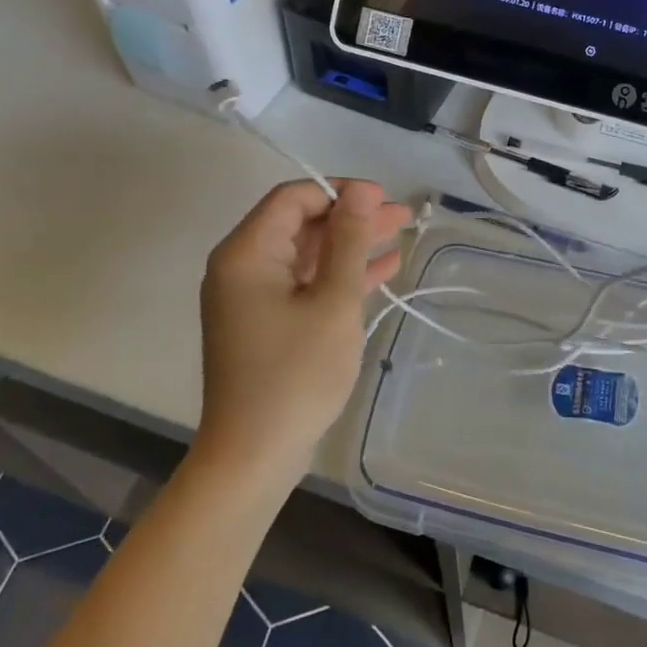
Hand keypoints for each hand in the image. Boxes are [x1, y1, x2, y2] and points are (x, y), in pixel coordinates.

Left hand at [195, 180, 410, 479]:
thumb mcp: (333, 301)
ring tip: (401, 235)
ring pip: (307, 254)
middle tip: (403, 216)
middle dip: (352, 217)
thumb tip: (361, 190)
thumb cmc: (296, 374)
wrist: (254, 456)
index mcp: (247, 253)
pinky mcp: (266, 322)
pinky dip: (339, 276)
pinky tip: (382, 271)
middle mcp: (242, 267)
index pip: (294, 198)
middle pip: (302, 223)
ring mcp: (252, 297)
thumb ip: (348, 241)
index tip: (384, 199)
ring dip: (351, 245)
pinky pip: (305, 283)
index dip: (340, 191)